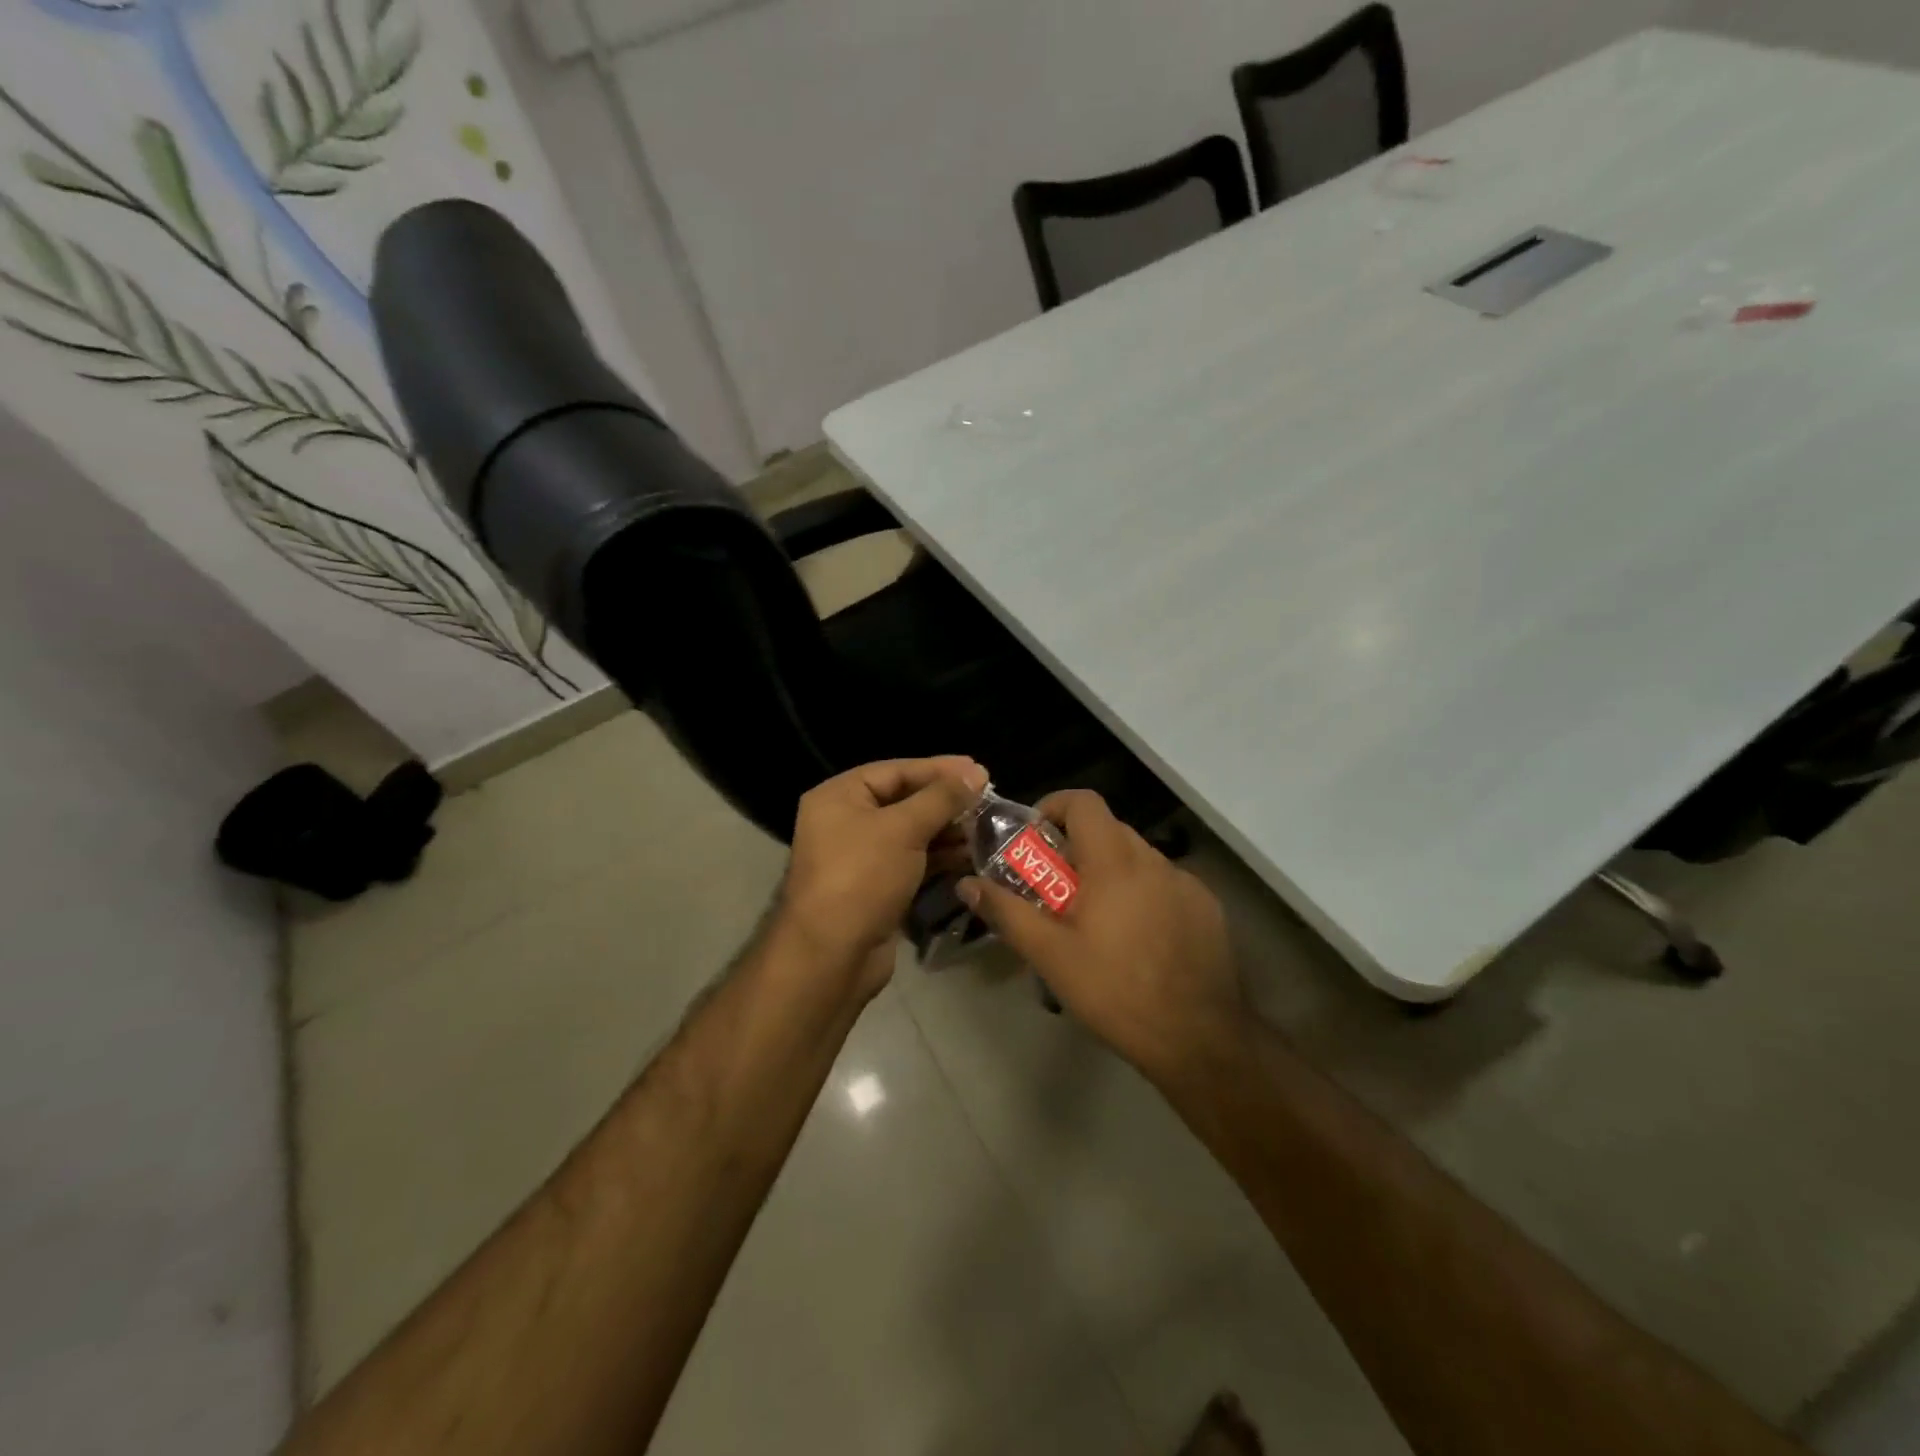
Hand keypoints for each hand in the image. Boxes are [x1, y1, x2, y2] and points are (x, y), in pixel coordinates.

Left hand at [775, 757, 988, 999]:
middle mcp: (846, 821)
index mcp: (839, 796)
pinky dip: (939, 856)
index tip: (979, 770)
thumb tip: (976, 772)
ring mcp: (860, 857)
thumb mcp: (903, 829)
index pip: (896, 771)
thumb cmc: (862, 877)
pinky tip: (970, 855)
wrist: (832, 956)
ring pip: (911, 833)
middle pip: (904, 800)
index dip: (939, 769)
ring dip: (947, 830)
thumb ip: (941, 798)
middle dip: (946, 802)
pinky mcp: (876, 887)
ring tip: (987, 828)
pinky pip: (912, 861)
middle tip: (988, 800)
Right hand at [957, 790, 1247, 1084]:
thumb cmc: (1117, 992)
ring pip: (1137, 858)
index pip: (1083, 801)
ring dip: (1110, 873)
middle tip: (1055, 890)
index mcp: (1114, 862)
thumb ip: (1008, 913)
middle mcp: (1154, 860)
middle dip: (1076, 848)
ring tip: (1095, 921)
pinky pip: (1165, 883)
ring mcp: (1186, 883)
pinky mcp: (1207, 907)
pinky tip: (1137, 939)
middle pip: (1108, 829)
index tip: (1035, 839)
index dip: (1054, 807)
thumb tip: (968, 884)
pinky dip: (1142, 894)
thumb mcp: (1051, 956)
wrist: (1200, 1038)